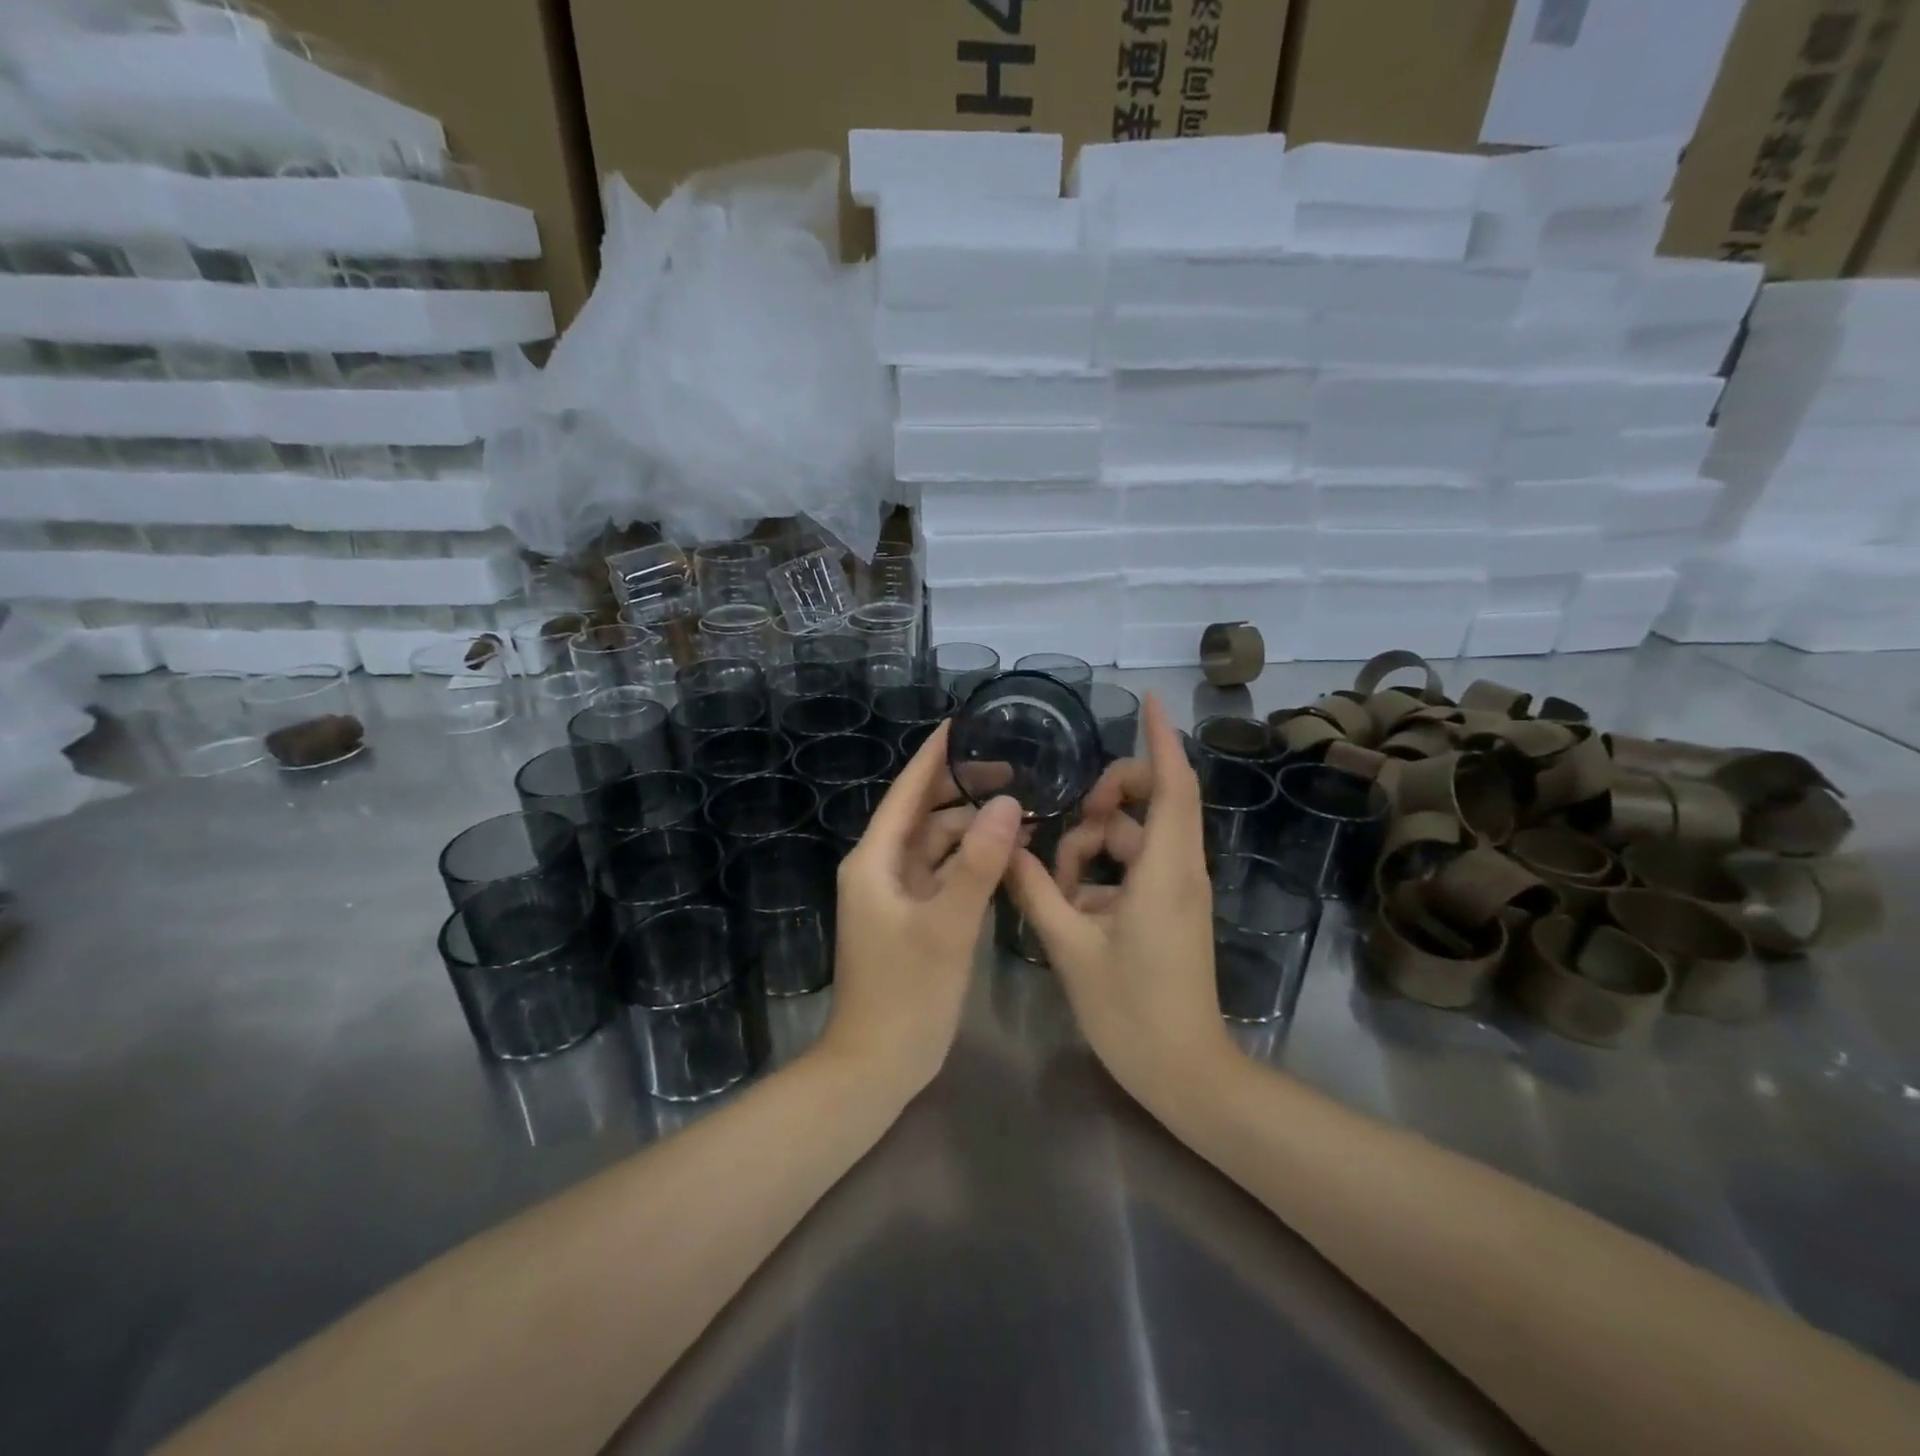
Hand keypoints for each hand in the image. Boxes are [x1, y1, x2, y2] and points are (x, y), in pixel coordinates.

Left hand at [819, 720, 1022, 1097]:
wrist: (875, 1067)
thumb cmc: (906, 994)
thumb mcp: (947, 926)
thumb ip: (978, 864)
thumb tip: (1007, 804)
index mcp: (875, 860)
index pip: (907, 792)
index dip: (934, 756)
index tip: (964, 723)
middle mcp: (880, 868)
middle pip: (924, 814)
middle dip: (964, 790)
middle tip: (1014, 768)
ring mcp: (896, 895)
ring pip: (937, 845)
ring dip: (973, 828)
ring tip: (1022, 810)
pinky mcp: (912, 918)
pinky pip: (943, 874)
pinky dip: (971, 861)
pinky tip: (1006, 854)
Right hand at [1006, 694, 1233, 1104]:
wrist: (1185, 1074)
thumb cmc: (1131, 1010)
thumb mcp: (1070, 946)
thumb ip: (1034, 890)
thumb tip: (1004, 846)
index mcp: (1164, 870)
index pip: (1172, 785)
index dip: (1161, 739)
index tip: (1149, 700)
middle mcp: (1179, 869)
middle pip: (1152, 802)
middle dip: (1105, 798)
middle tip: (1067, 821)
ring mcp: (1177, 890)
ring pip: (1133, 838)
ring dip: (1092, 847)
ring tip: (1056, 885)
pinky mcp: (1169, 909)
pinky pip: (1134, 867)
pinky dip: (1101, 874)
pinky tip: (1070, 904)